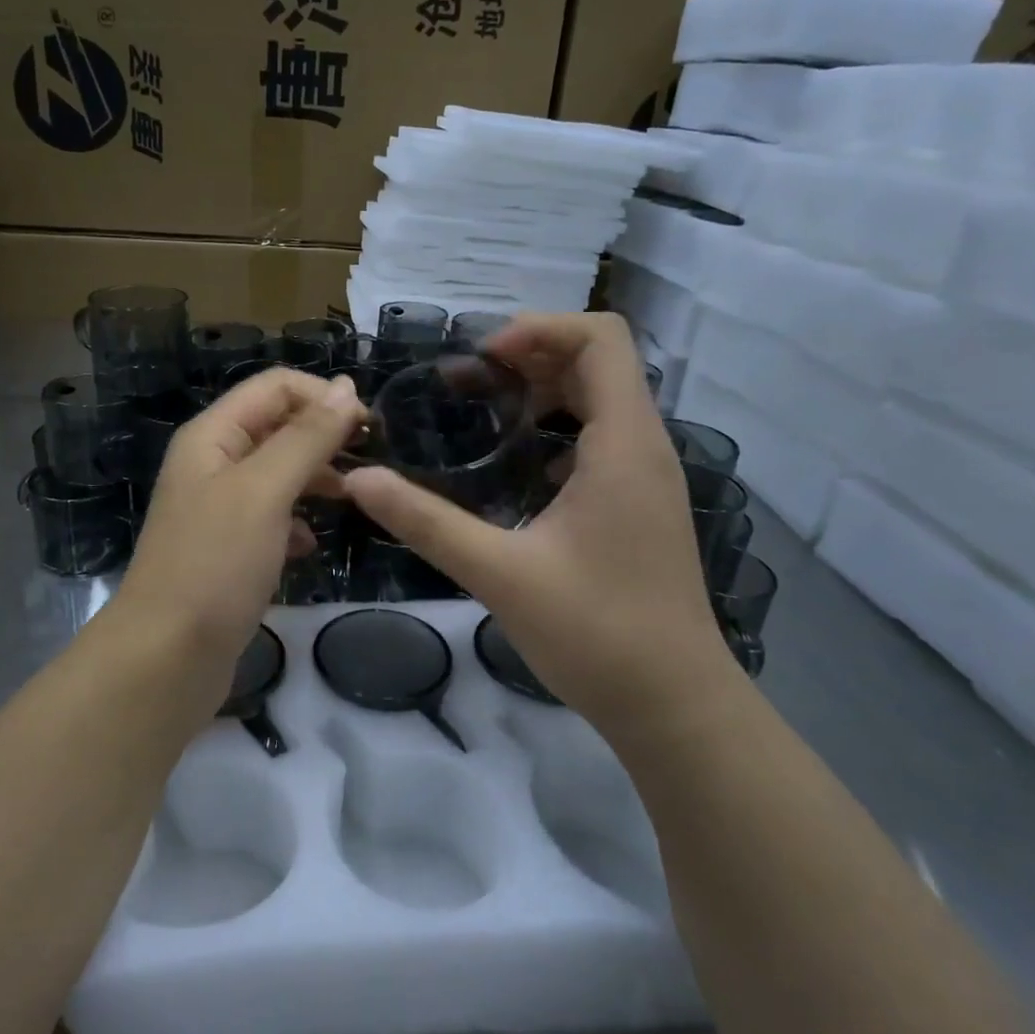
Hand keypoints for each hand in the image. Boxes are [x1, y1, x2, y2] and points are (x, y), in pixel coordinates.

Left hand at [115, 369, 363, 695]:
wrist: (166, 658)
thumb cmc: (215, 565)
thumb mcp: (265, 491)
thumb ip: (307, 438)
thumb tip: (347, 388)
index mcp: (212, 436)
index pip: (275, 387)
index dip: (324, 397)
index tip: (369, 427)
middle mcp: (212, 464)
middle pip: (277, 427)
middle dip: (323, 438)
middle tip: (369, 464)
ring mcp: (218, 509)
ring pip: (278, 474)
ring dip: (315, 479)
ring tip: (351, 500)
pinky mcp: (228, 550)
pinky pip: (271, 518)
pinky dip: (296, 523)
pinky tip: (308, 546)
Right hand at [341, 313, 736, 735]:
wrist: (674, 704)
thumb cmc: (596, 633)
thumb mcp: (499, 573)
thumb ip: (426, 522)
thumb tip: (361, 480)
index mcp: (622, 444)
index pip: (600, 338)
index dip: (539, 329)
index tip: (481, 359)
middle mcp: (644, 447)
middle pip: (599, 363)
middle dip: (532, 357)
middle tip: (468, 383)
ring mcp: (647, 478)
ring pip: (603, 402)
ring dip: (545, 393)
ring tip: (486, 414)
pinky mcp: (641, 506)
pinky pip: (603, 440)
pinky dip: (559, 431)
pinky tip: (518, 470)